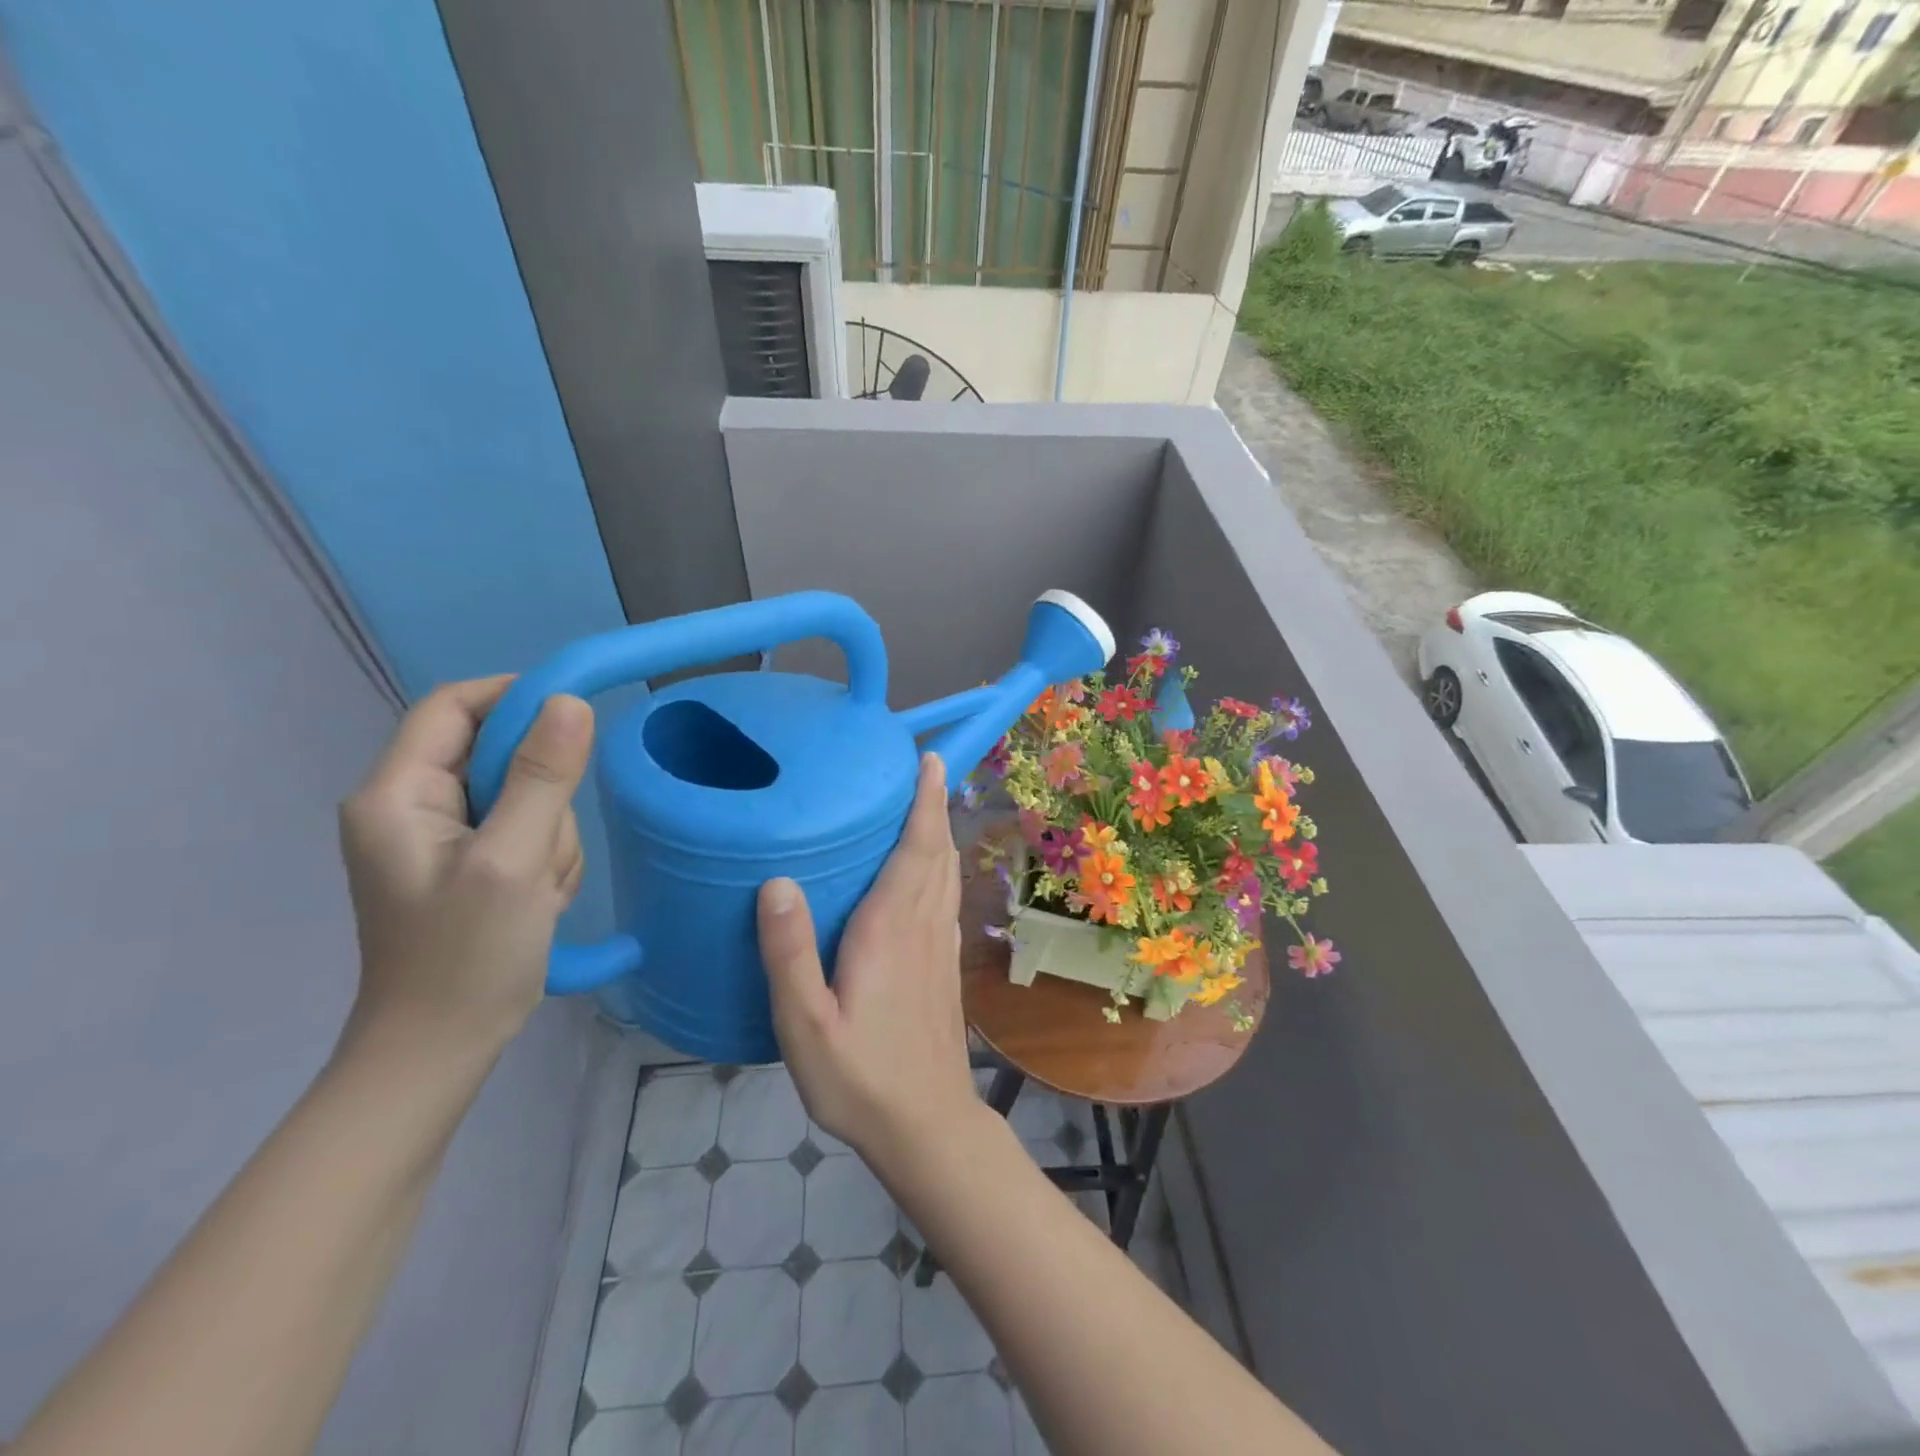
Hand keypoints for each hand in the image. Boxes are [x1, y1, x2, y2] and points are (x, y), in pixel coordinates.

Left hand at [338, 678, 593, 1057]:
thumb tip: (570, 701)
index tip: (576, 718)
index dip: (515, 697)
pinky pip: (526, 829)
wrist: (441, 1049)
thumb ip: (543, 777)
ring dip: (550, 834)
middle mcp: (411, 806)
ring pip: (524, 795)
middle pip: (498, 754)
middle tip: (547, 846)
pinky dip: (545, 857)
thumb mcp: (512, 861)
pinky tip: (538, 899)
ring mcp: (442, 837)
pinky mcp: (469, 862)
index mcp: (397, 795)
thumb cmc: (467, 956)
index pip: (454, 706)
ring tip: (540, 888)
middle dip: (543, 793)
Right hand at [758, 754, 980, 1162]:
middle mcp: (922, 926)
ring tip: (929, 806)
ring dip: (941, 833)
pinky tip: (930, 873)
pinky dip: (943, 868)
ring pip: (946, 874)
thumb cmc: (860, 1078)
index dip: (925, 802)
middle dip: (935, 806)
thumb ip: (789, 954)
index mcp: (890, 929)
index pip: (915, 849)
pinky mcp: (945, 967)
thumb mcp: (805, 1025)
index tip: (930, 761)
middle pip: (937, 852)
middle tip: (927, 767)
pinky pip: (946, 899)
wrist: (927, 1126)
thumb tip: (777, 881)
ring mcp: (940, 947)